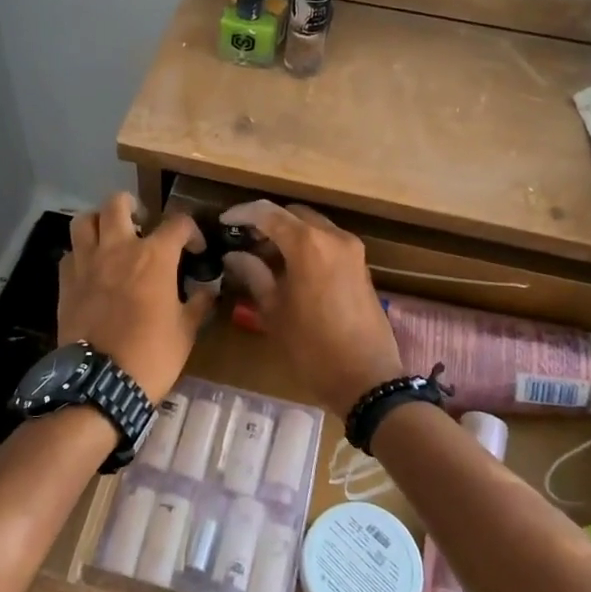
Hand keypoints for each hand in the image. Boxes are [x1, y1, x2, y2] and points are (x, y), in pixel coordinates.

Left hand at [59, 194, 213, 399]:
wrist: (100, 383)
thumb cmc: (152, 355)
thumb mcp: (186, 331)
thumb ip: (198, 304)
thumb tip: (208, 291)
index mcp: (154, 256)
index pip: (178, 222)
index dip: (191, 232)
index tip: (195, 250)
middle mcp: (118, 248)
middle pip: (118, 203)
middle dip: (133, 206)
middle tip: (142, 223)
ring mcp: (87, 263)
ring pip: (85, 220)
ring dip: (99, 222)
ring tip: (110, 237)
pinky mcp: (66, 282)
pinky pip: (70, 253)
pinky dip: (81, 254)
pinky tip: (91, 269)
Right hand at [218, 200, 405, 419]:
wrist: (367, 379)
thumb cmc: (312, 347)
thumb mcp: (274, 311)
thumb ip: (253, 274)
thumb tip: (234, 255)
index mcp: (308, 244)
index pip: (268, 213)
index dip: (242, 213)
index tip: (224, 221)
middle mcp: (333, 236)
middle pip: (293, 214)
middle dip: (267, 222)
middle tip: (243, 241)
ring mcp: (352, 249)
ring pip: (313, 226)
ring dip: (288, 233)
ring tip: (263, 257)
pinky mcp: (361, 265)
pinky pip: (328, 241)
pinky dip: (307, 244)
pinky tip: (290, 268)